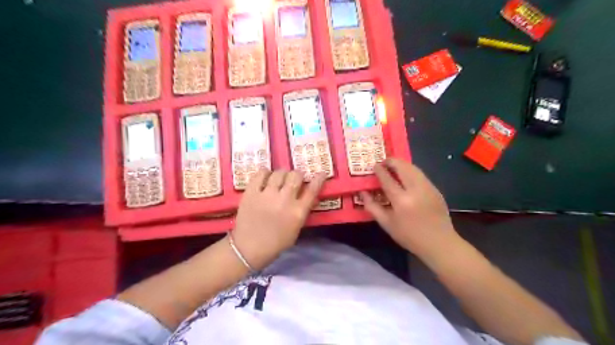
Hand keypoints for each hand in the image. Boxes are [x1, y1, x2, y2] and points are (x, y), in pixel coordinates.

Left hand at [230, 168, 325, 268]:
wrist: (248, 248)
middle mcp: (285, 200)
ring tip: (278, 178)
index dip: (318, 179)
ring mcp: (267, 194)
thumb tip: (313, 198)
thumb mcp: (296, 230)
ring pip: (279, 173)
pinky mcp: (252, 192)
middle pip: (296, 176)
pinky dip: (265, 173)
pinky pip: (260, 174)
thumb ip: (304, 212)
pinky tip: (265, 177)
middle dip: (297, 175)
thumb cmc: (276, 242)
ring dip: (282, 174)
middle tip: (294, 179)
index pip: (312, 190)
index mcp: (298, 212)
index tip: (321, 173)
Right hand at [362, 160, 457, 257]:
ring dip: (402, 164)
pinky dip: (411, 171)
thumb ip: (372, 206)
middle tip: (384, 162)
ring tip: (393, 166)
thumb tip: (363, 192)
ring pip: (413, 168)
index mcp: (401, 200)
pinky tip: (406, 176)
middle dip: (392, 161)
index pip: (387, 178)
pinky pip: (420, 174)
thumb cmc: (409, 236)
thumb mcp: (386, 224)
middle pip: (403, 167)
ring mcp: (428, 188)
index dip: (380, 170)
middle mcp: (415, 190)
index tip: (374, 166)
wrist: (439, 243)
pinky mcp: (436, 189)